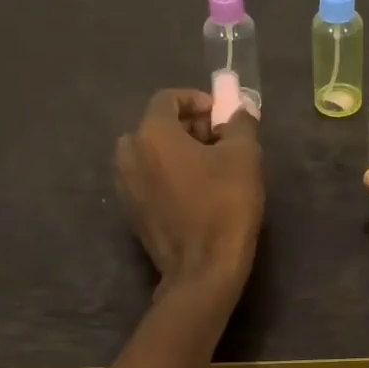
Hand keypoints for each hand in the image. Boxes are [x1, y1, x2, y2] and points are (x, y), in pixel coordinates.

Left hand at [116, 89, 263, 299]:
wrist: (203, 268)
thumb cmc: (225, 204)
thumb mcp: (244, 155)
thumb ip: (239, 123)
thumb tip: (237, 110)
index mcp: (151, 134)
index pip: (167, 99)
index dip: (197, 100)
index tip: (221, 115)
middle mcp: (128, 154)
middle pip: (156, 125)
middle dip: (187, 125)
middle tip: (219, 139)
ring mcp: (124, 185)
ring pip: (150, 152)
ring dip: (176, 150)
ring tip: (209, 165)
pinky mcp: (130, 210)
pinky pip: (147, 177)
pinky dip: (167, 173)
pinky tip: (194, 190)